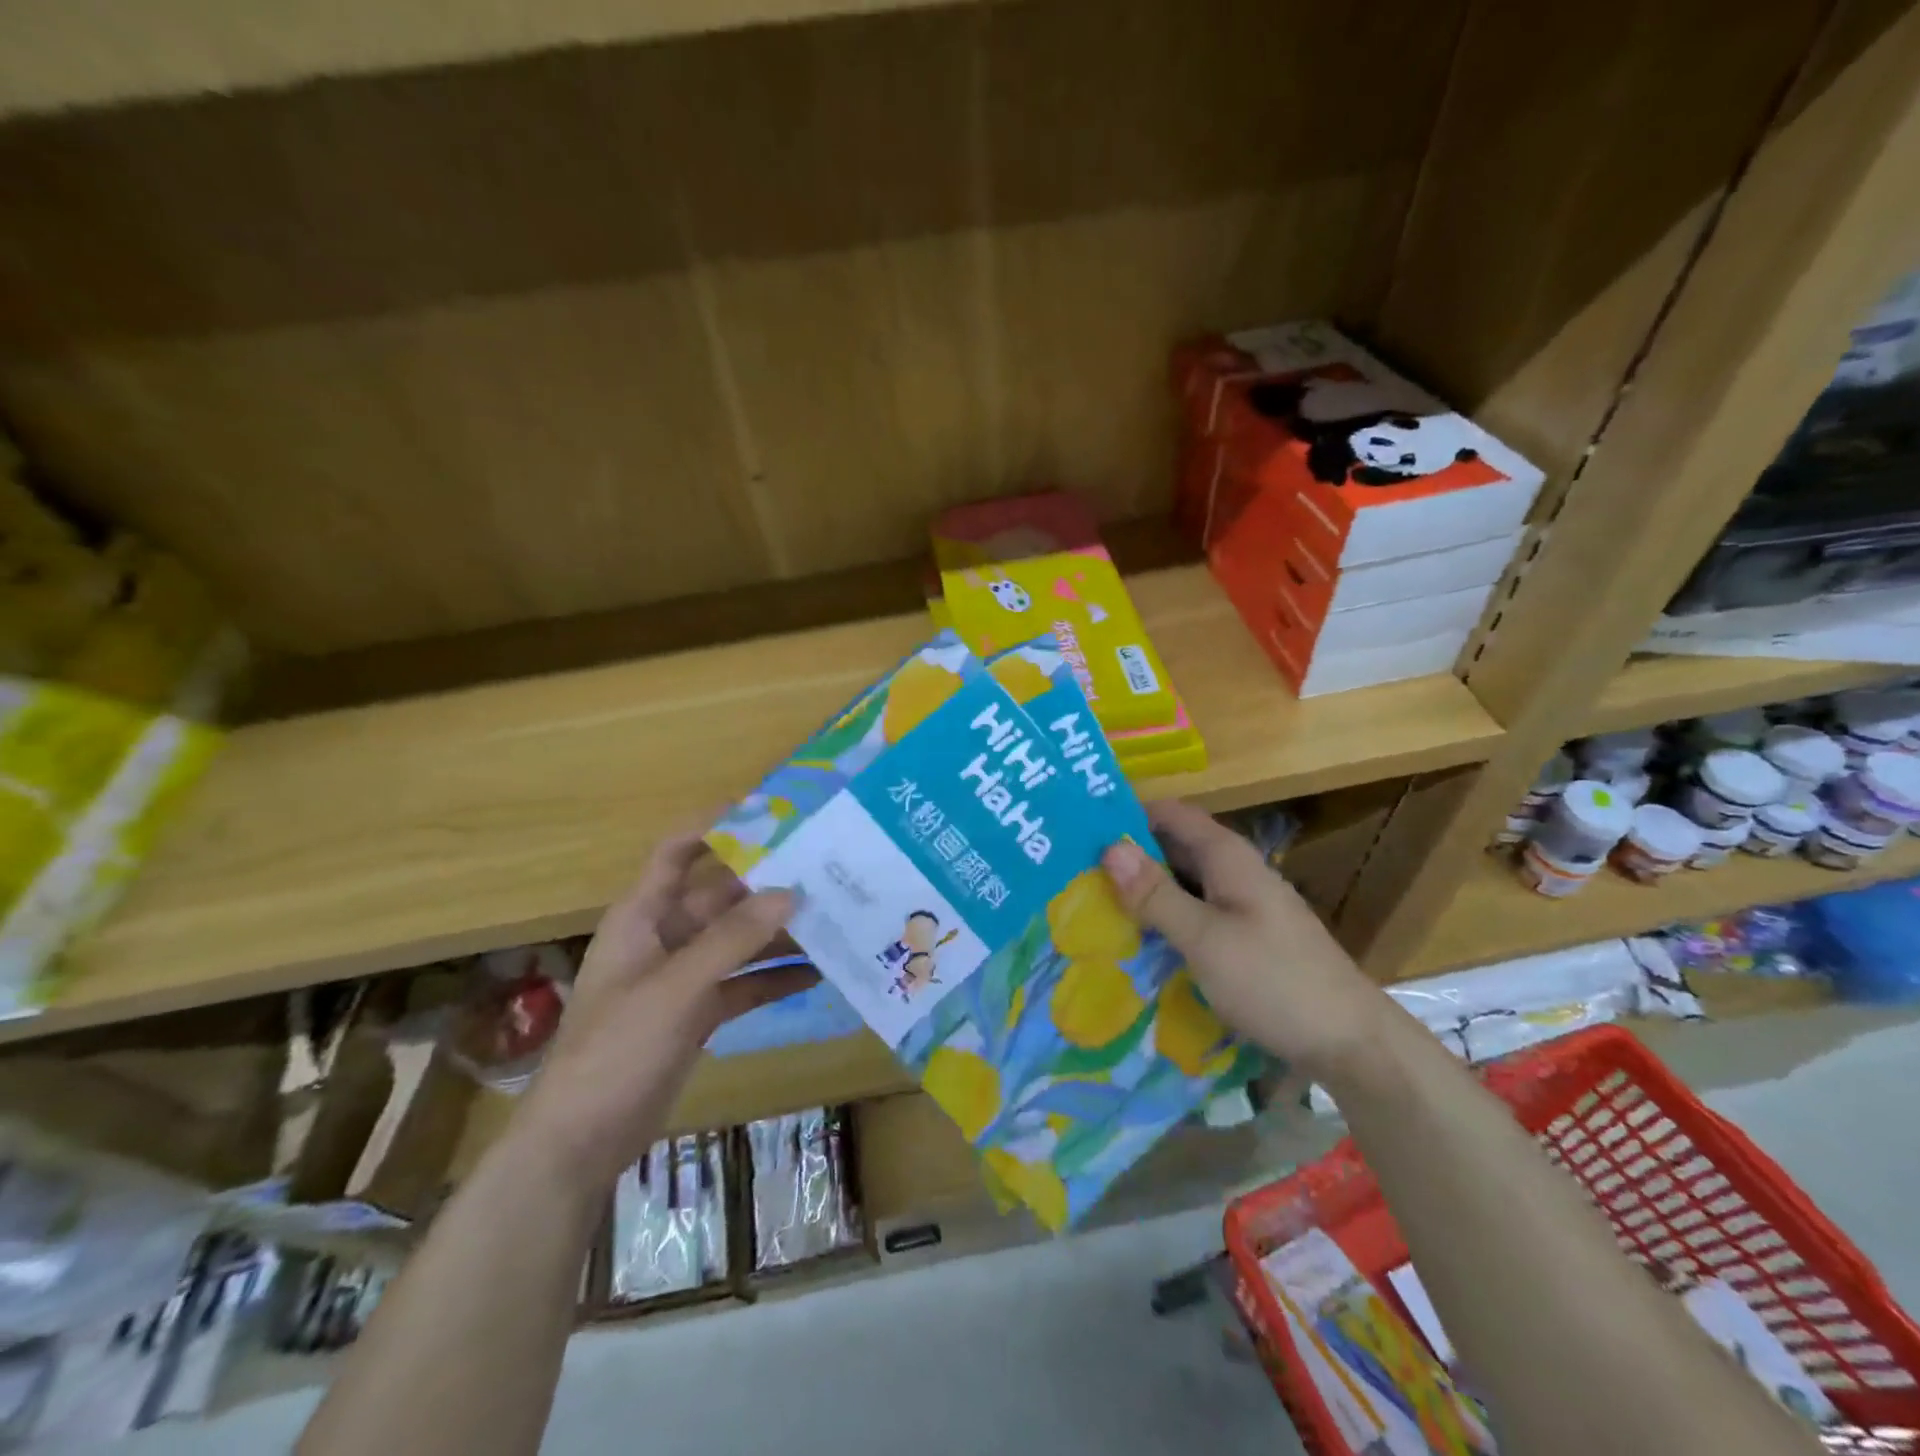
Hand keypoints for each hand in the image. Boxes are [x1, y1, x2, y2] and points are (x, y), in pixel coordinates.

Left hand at [510, 832, 815, 1192]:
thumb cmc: (616, 1050)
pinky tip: (819, 972)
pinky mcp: (699, 1012)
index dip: (716, 824)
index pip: (678, 851)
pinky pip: (745, 982)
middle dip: (769, 883)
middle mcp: (666, 936)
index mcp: (643, 916)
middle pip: (722, 895)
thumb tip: (790, 892)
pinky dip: (776, 977)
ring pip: (740, 940)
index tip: (770, 809)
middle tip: (825, 868)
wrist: (581, 1142)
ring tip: (834, 916)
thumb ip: (733, 939)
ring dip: (780, 931)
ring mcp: (684, 976)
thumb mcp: (676, 988)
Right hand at [1101, 799, 1386, 1078]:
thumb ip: (1156, 894)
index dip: (1127, 815)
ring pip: (1181, 886)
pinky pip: (1194, 916)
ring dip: (1143, 893)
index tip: (1078, 830)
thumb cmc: (1274, 981)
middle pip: (1172, 849)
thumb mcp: (1204, 938)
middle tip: (1071, 874)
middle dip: (1127, 858)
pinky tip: (1135, 943)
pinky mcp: (1245, 939)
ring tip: (1089, 907)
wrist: (1351, 1043)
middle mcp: (1234, 872)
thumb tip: (1109, 847)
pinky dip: (1165, 921)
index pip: (1169, 814)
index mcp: (1226, 856)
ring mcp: (1242, 906)